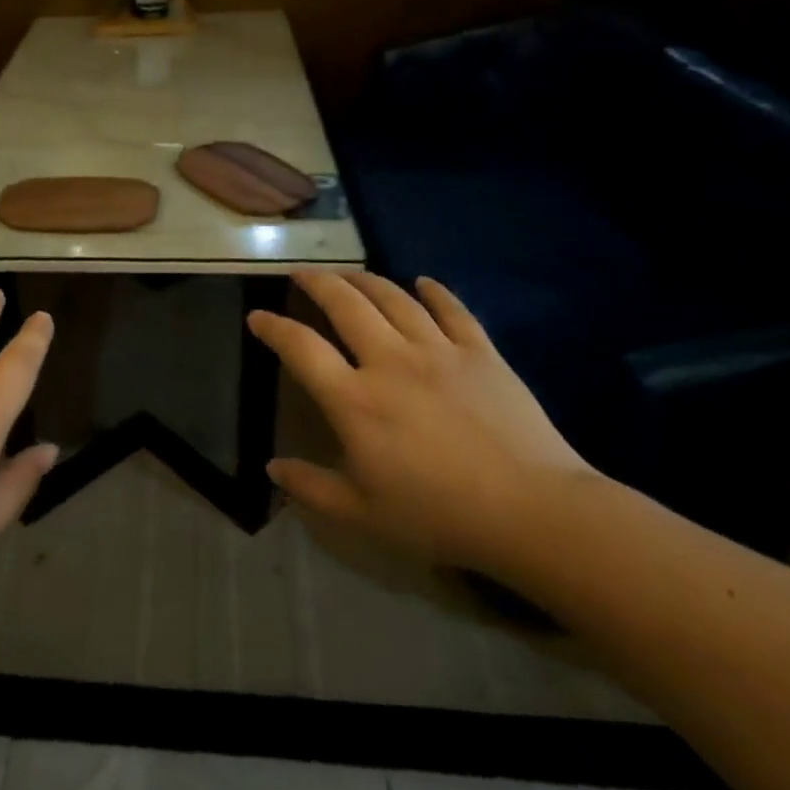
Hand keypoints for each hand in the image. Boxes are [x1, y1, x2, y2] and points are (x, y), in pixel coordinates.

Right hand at [248, 273, 593, 574]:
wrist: (533, 511)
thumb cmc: (439, 515)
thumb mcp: (363, 513)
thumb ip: (311, 487)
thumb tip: (272, 468)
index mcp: (354, 400)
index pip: (301, 348)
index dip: (273, 328)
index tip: (257, 316)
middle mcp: (389, 362)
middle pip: (345, 304)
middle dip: (317, 283)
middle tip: (301, 274)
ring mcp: (438, 351)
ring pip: (393, 298)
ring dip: (365, 280)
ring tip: (348, 274)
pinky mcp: (481, 352)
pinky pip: (452, 310)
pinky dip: (434, 291)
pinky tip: (422, 282)